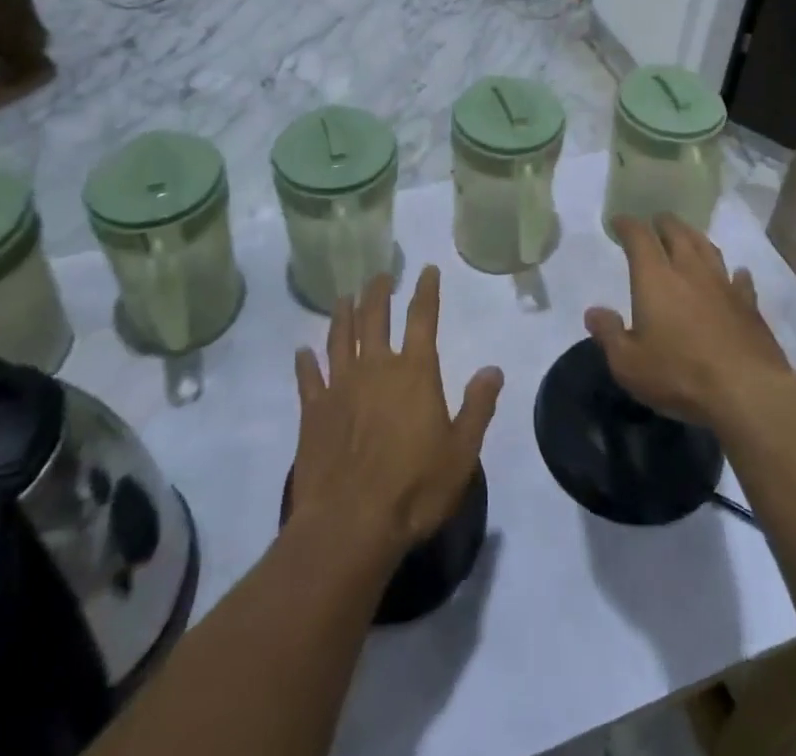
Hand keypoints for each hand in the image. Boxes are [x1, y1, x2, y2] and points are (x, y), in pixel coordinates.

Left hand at [292, 267, 502, 555]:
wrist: (350, 525)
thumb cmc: (414, 489)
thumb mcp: (461, 452)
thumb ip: (478, 407)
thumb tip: (493, 369)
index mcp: (414, 373)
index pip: (422, 318)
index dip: (426, 291)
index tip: (426, 270)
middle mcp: (376, 368)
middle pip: (375, 318)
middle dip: (379, 293)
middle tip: (379, 275)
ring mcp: (340, 387)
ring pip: (340, 338)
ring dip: (343, 315)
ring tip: (344, 297)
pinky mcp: (313, 412)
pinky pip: (309, 378)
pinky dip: (306, 362)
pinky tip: (302, 351)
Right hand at [586, 216, 794, 428]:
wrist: (747, 391)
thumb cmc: (679, 375)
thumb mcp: (629, 364)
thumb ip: (609, 334)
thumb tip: (593, 312)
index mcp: (655, 278)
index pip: (639, 237)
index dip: (627, 225)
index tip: (619, 221)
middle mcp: (690, 271)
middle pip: (677, 233)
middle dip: (663, 223)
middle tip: (656, 221)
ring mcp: (723, 285)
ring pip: (708, 249)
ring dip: (695, 238)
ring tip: (688, 236)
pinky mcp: (749, 306)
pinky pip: (740, 280)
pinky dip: (735, 274)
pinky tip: (737, 274)